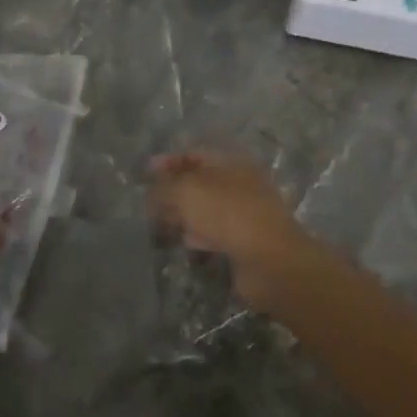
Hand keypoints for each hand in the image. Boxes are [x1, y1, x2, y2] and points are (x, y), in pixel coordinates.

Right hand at [149, 151, 321, 310]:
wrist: (270, 261)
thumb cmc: (228, 215)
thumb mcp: (187, 192)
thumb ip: (165, 187)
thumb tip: (152, 191)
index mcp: (231, 163)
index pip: (195, 154)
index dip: (170, 161)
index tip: (146, 171)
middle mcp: (240, 184)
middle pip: (201, 182)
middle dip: (174, 190)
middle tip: (149, 201)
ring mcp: (245, 213)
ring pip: (207, 208)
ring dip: (184, 213)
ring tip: (160, 222)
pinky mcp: (246, 242)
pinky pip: (216, 232)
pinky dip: (199, 234)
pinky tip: (186, 241)